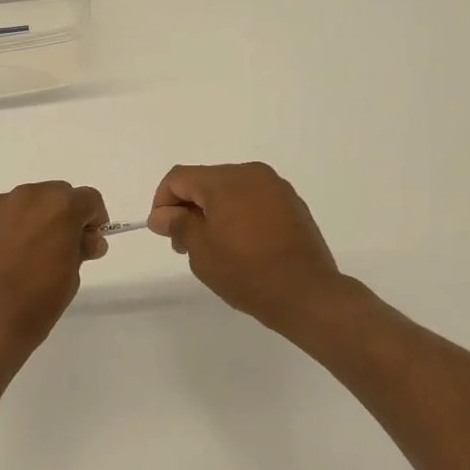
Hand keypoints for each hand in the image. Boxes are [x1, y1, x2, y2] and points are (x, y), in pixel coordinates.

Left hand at [0, 182, 109, 359]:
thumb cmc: (36, 304)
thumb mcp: (71, 278)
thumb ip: (81, 249)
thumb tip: (87, 240)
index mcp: (60, 207)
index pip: (89, 199)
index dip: (94, 220)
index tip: (89, 242)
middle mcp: (28, 196)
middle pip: (55, 194)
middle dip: (63, 215)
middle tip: (60, 248)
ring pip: (25, 203)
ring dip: (33, 219)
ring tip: (27, 255)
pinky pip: (0, 217)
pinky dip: (7, 229)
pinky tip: (2, 259)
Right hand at [148, 162, 347, 337]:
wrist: (308, 295)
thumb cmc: (247, 272)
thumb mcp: (201, 250)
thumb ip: (178, 225)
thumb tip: (161, 215)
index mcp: (227, 180)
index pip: (179, 178)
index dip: (162, 202)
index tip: (163, 232)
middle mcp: (252, 174)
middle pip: (205, 182)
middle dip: (188, 208)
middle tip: (184, 246)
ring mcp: (276, 189)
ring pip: (230, 191)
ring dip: (213, 213)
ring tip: (213, 249)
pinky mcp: (292, 206)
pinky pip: (253, 202)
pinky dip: (238, 216)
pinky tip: (241, 247)